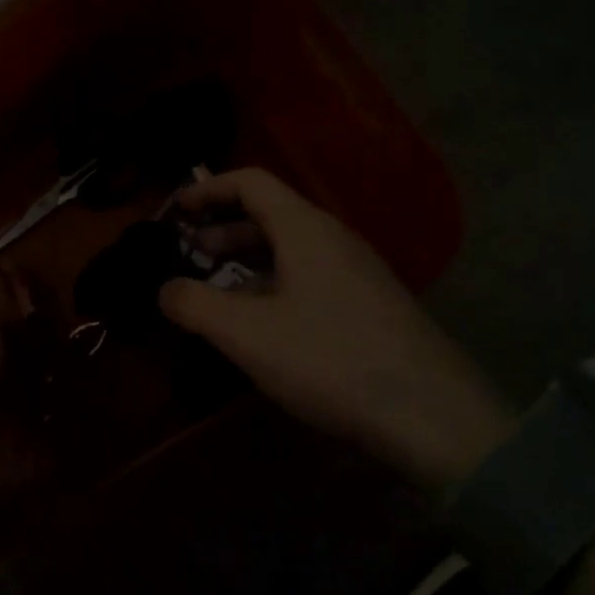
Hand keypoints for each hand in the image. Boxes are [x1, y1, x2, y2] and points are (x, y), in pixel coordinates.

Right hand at [158, 168, 514, 495]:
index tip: (175, 211)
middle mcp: (333, 237)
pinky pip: (310, 274)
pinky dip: (274, 281)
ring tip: (218, 287)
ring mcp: (357, 270)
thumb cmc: (330, 359)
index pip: (251, 182)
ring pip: (291, 247)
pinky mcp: (369, 302)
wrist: (430, 412)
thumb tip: (164, 289)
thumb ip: (195, 306)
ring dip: (248, 258)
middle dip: (223, 228)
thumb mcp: (248, 334)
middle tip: (188, 253)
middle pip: (270, 213)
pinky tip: (263, 321)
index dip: (208, 189)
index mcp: (304, 228)